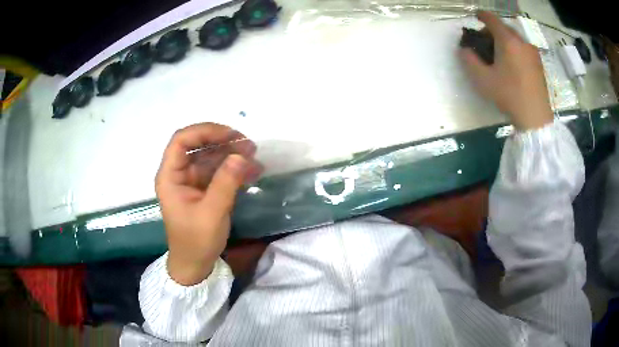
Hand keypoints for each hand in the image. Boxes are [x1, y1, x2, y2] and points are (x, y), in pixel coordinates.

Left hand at [155, 123, 261, 285]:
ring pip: (211, 157)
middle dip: (223, 142)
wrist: (195, 265)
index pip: (181, 140)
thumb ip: (225, 183)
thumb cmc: (196, 241)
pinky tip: (253, 171)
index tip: (230, 135)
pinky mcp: (204, 188)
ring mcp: (192, 180)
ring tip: (254, 156)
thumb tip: (241, 155)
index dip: (204, 131)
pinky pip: (218, 171)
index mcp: (170, 176)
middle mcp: (179, 173)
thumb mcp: (211, 213)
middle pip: (198, 145)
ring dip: (232, 154)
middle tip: (249, 146)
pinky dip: (235, 169)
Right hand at [460, 11, 553, 130]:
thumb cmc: (509, 96)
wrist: (536, 118)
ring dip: (505, 40)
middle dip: (492, 31)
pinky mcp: (539, 63)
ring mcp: (533, 52)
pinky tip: (512, 64)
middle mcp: (522, 41)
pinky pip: (524, 48)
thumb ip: (469, 61)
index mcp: (508, 40)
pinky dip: (515, 49)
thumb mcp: (483, 80)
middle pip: (504, 28)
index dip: (481, 15)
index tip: (475, 16)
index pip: (491, 19)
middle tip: (485, 42)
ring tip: (499, 55)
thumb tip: (463, 50)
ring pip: (515, 38)